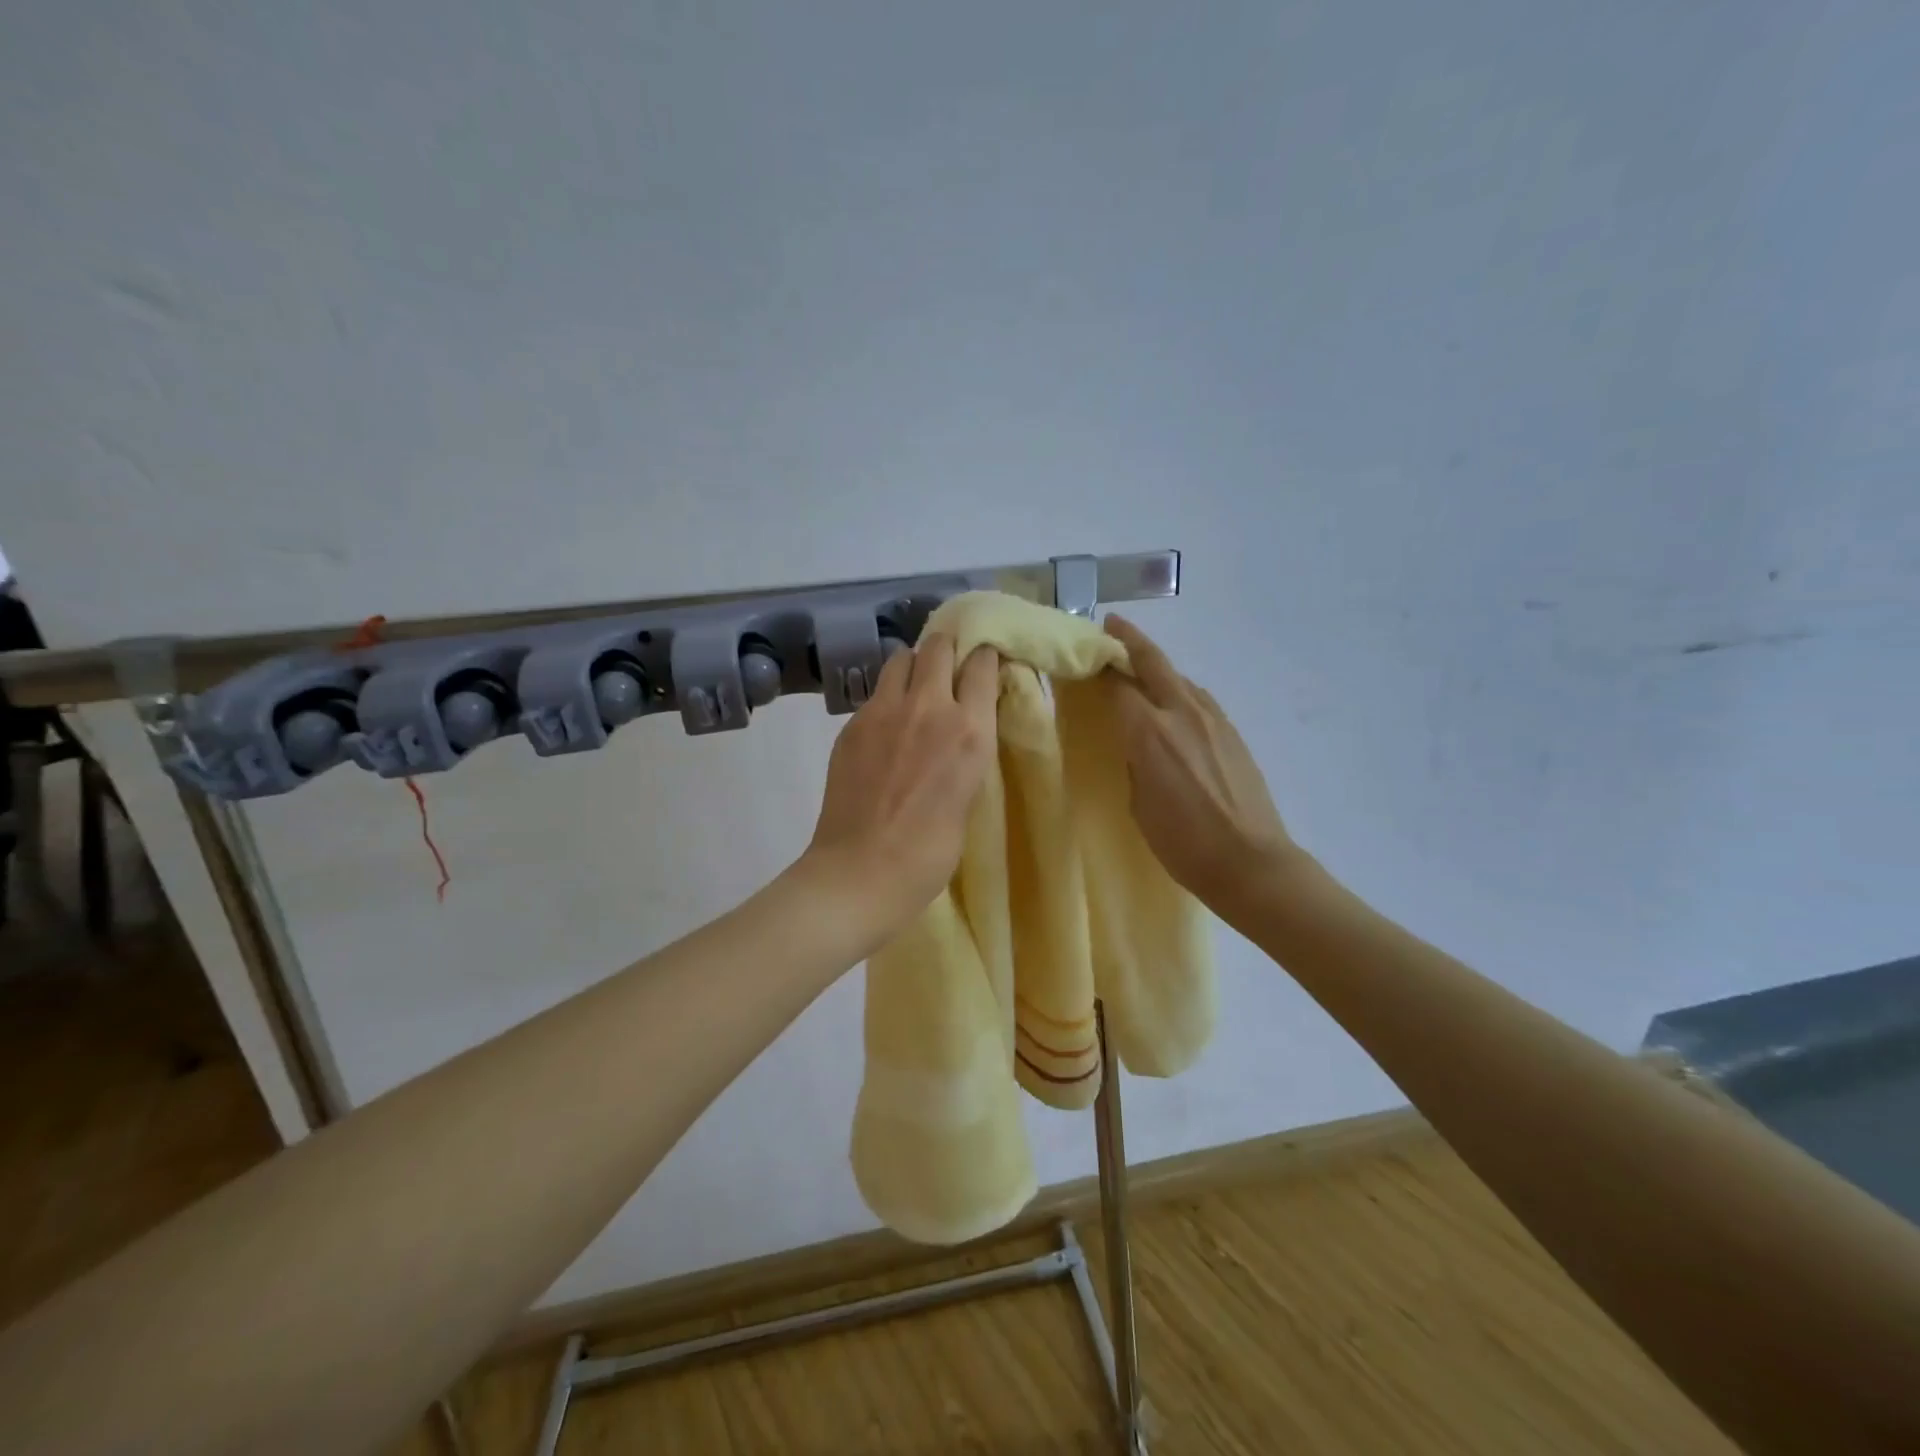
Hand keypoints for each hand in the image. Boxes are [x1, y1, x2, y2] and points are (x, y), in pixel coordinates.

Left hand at [804, 632, 999, 945]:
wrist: (861, 871)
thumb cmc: (929, 853)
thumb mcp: (968, 796)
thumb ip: (966, 751)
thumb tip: (961, 730)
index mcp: (970, 730)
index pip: (983, 663)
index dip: (985, 658)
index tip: (986, 664)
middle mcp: (929, 707)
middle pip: (939, 644)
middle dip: (949, 648)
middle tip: (950, 667)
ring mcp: (884, 711)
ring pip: (902, 657)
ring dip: (914, 665)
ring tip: (916, 689)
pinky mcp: (852, 723)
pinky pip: (876, 691)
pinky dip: (888, 697)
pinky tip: (888, 726)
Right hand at [1104, 615, 1297, 913]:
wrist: (1251, 862)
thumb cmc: (1183, 843)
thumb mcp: (1139, 805)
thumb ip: (1136, 763)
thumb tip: (1137, 744)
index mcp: (1149, 733)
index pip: (1118, 685)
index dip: (1100, 667)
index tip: (1084, 656)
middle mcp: (1181, 714)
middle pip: (1153, 662)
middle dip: (1130, 640)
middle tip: (1112, 625)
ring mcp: (1213, 720)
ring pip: (1180, 678)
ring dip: (1158, 666)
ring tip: (1141, 667)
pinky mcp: (1233, 732)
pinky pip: (1199, 698)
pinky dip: (1180, 690)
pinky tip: (1175, 703)